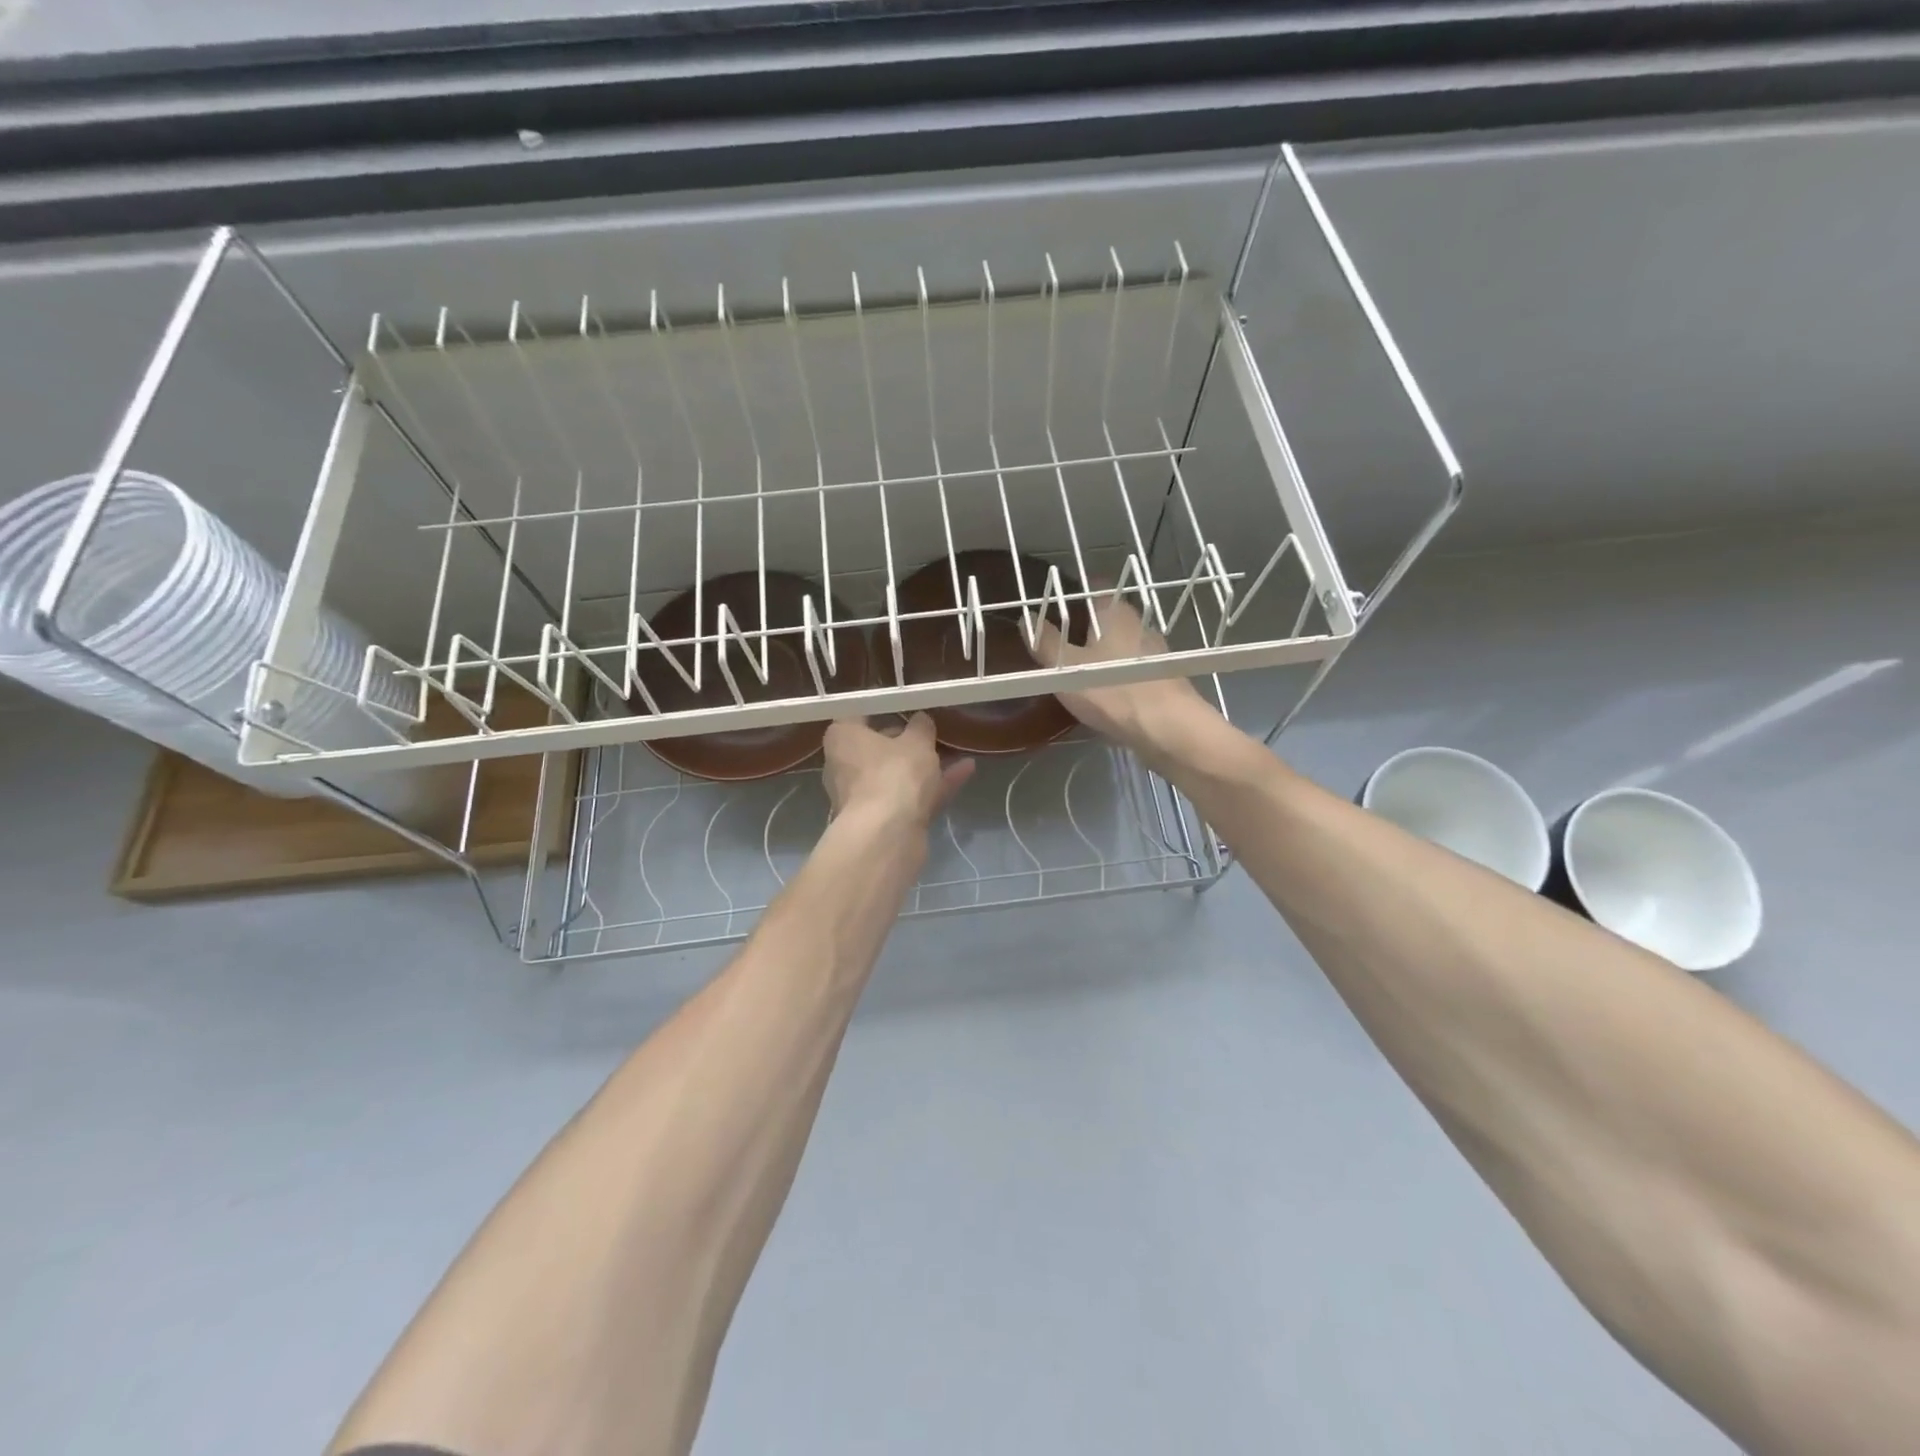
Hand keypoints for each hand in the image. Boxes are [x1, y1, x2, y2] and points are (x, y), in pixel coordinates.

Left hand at [822, 713, 974, 829]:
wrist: (888, 836)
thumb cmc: (893, 774)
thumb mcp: (916, 741)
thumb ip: (921, 727)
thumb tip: (921, 720)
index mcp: (843, 739)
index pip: (858, 716)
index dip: (882, 709)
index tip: (906, 706)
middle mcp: (845, 767)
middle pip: (877, 748)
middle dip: (906, 742)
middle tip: (933, 731)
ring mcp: (863, 797)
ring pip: (897, 775)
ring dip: (925, 765)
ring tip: (956, 750)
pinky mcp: (883, 821)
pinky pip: (911, 796)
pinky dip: (934, 785)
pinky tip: (965, 771)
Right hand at [1033, 592, 1216, 761]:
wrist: (1168, 728)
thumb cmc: (1112, 689)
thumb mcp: (1065, 667)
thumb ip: (1044, 642)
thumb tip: (1026, 620)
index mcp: (1114, 611)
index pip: (1094, 586)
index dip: (1072, 592)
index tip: (1052, 605)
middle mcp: (1139, 623)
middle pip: (1107, 616)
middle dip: (1084, 626)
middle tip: (1058, 640)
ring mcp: (1154, 650)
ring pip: (1120, 643)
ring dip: (1101, 652)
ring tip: (1075, 669)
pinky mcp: (1163, 677)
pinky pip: (1131, 667)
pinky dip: (1115, 674)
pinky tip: (1102, 692)